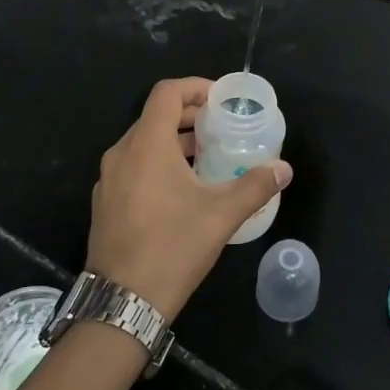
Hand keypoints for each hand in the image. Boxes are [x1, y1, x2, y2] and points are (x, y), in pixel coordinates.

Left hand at [87, 78, 292, 323]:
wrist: (121, 303)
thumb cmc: (172, 248)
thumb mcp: (221, 215)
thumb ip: (255, 186)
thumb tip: (284, 169)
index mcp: (146, 145)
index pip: (167, 93)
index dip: (195, 87)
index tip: (221, 100)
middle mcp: (121, 154)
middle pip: (155, 116)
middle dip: (190, 116)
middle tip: (221, 128)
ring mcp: (108, 179)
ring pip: (143, 143)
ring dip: (175, 141)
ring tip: (207, 157)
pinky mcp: (105, 202)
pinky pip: (133, 166)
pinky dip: (158, 163)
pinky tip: (182, 190)